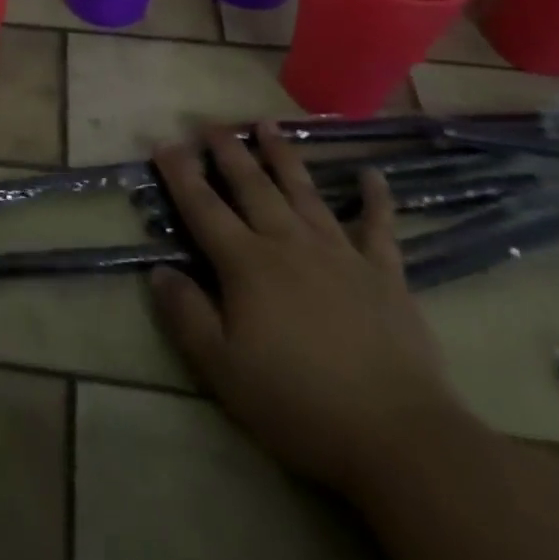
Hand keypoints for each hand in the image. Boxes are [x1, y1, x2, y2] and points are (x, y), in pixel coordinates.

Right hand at [149, 123, 470, 496]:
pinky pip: (378, 228)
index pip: (203, 208)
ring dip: (284, 156)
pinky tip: (373, 175)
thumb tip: (159, 271)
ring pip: (304, 192)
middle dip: (229, 152)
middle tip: (212, 123)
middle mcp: (289, 244)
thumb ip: (187, 316)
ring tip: (268, 123)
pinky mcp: (384, 274)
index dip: (181, 174)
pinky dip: (376, 199)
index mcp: (247, 264)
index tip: (165, 143)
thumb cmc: (300, 403)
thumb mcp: (223, 370)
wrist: (399, 436)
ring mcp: (339, 254)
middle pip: (252, 187)